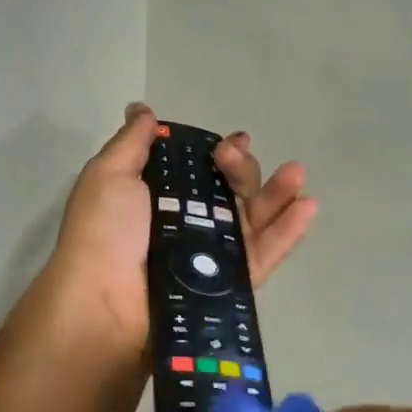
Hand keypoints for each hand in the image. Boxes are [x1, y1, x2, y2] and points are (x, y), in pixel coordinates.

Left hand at [49, 104, 318, 347]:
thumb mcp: (109, 174)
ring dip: (278, 193)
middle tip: (232, 157)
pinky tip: (308, 206)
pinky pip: (264, 255)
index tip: (231, 142)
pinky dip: (288, 232)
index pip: (201, 170)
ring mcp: (212, 256)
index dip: (220, 154)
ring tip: (296, 171)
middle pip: (231, 190)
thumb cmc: (104, 232)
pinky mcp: (231, 284)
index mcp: (160, 198)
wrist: (104, 303)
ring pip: (253, 219)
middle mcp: (189, 224)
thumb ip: (131, 142)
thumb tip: (141, 109)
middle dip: (241, 168)